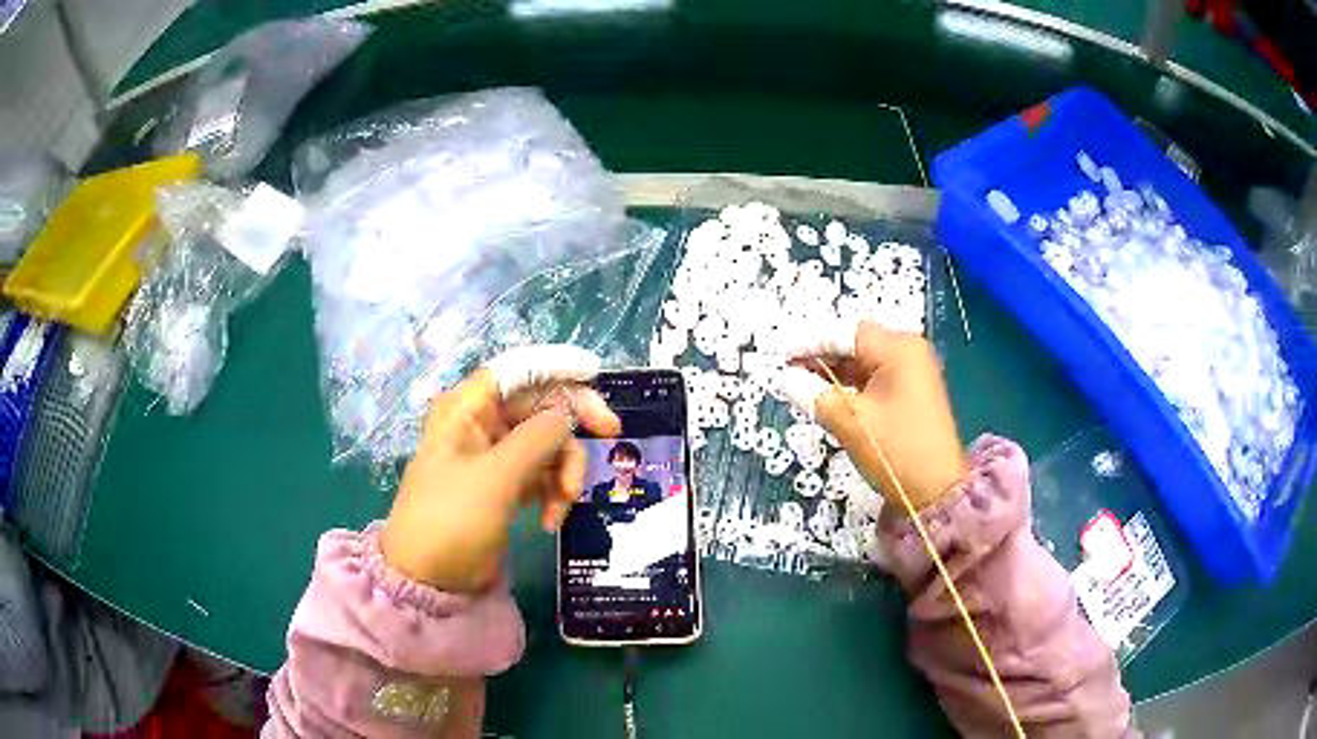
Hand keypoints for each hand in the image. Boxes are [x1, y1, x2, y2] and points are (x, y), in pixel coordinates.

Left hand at [380, 368, 619, 592]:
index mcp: (467, 408)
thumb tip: (569, 413)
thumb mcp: (496, 477)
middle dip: (570, 429)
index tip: (596, 374)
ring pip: (546, 443)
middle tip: (611, 436)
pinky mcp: (504, 486)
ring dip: (563, 470)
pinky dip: (553, 492)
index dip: (557, 365)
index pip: (518, 369)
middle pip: (539, 406)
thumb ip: (538, 437)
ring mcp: (493, 456)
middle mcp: (480, 424)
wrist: (429, 580)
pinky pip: (541, 473)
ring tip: (564, 504)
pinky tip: (550, 521)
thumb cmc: (452, 520)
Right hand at [788, 322, 966, 512]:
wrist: (937, 491)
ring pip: (863, 361)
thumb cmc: (896, 451)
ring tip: (799, 382)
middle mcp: (908, 351)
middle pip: (855, 343)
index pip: (845, 333)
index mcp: (899, 348)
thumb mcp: (851, 422)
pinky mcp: (910, 393)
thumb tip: (785, 378)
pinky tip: (826, 395)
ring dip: (833, 371)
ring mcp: (912, 372)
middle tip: (786, 369)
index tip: (779, 354)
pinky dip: (849, 384)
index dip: (809, 341)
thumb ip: (814, 394)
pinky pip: (873, 378)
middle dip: (820, 355)